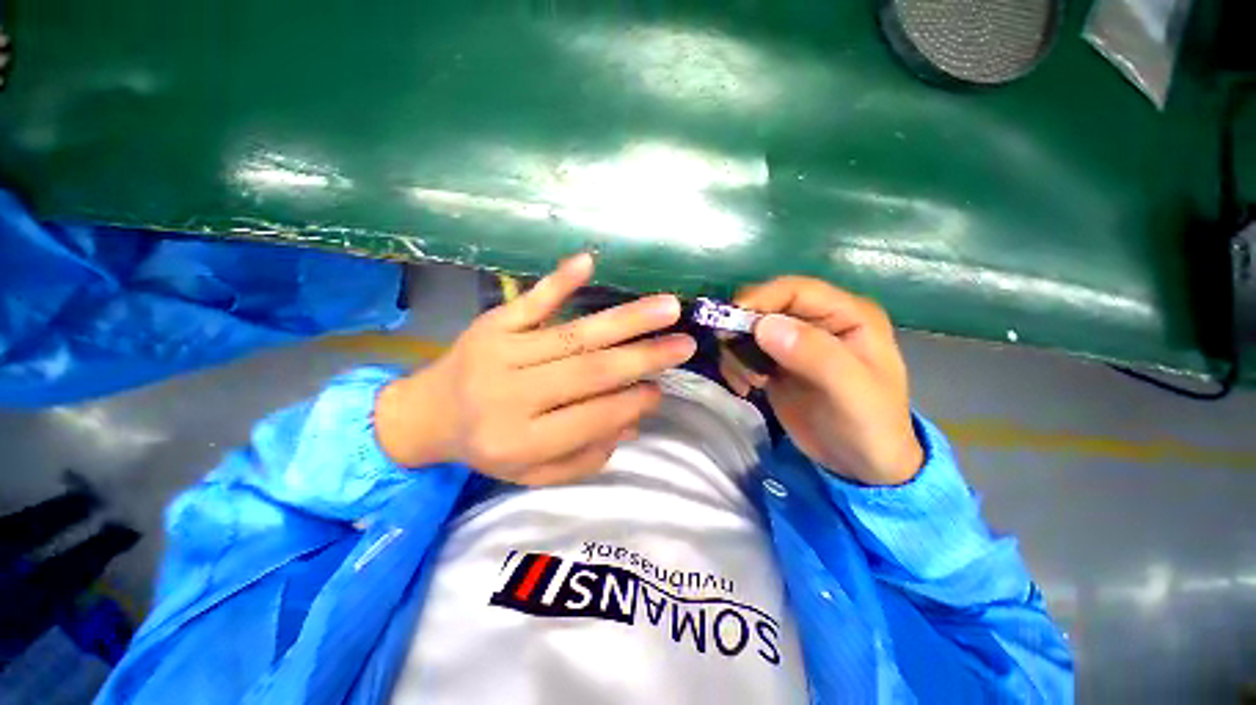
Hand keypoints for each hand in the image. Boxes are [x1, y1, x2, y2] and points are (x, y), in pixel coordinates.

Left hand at [375, 254, 695, 484]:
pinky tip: (589, 260)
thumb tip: (631, 422)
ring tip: (667, 307)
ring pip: (574, 334)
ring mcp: (501, 352)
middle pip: (590, 373)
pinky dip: (560, 281)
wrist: (427, 414)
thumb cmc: (488, 447)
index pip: (592, 418)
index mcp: (520, 441)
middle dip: (643, 358)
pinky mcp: (492, 323)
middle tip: (684, 344)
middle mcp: (512, 396)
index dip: (631, 404)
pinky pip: (530, 300)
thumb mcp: (533, 472)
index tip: (660, 390)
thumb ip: (584, 456)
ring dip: (624, 319)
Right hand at [719, 277, 922, 485]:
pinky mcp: (775, 362)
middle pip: (766, 306)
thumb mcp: (850, 390)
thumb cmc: (869, 426)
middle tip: (734, 359)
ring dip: (737, 351)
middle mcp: (818, 321)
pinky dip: (735, 366)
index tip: (729, 321)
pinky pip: (744, 351)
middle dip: (742, 329)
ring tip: (748, 382)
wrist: (860, 465)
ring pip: (749, 329)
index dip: (761, 299)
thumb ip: (813, 354)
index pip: (796, 290)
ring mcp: (794, 341)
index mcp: (847, 314)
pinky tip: (745, 387)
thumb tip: (764, 325)